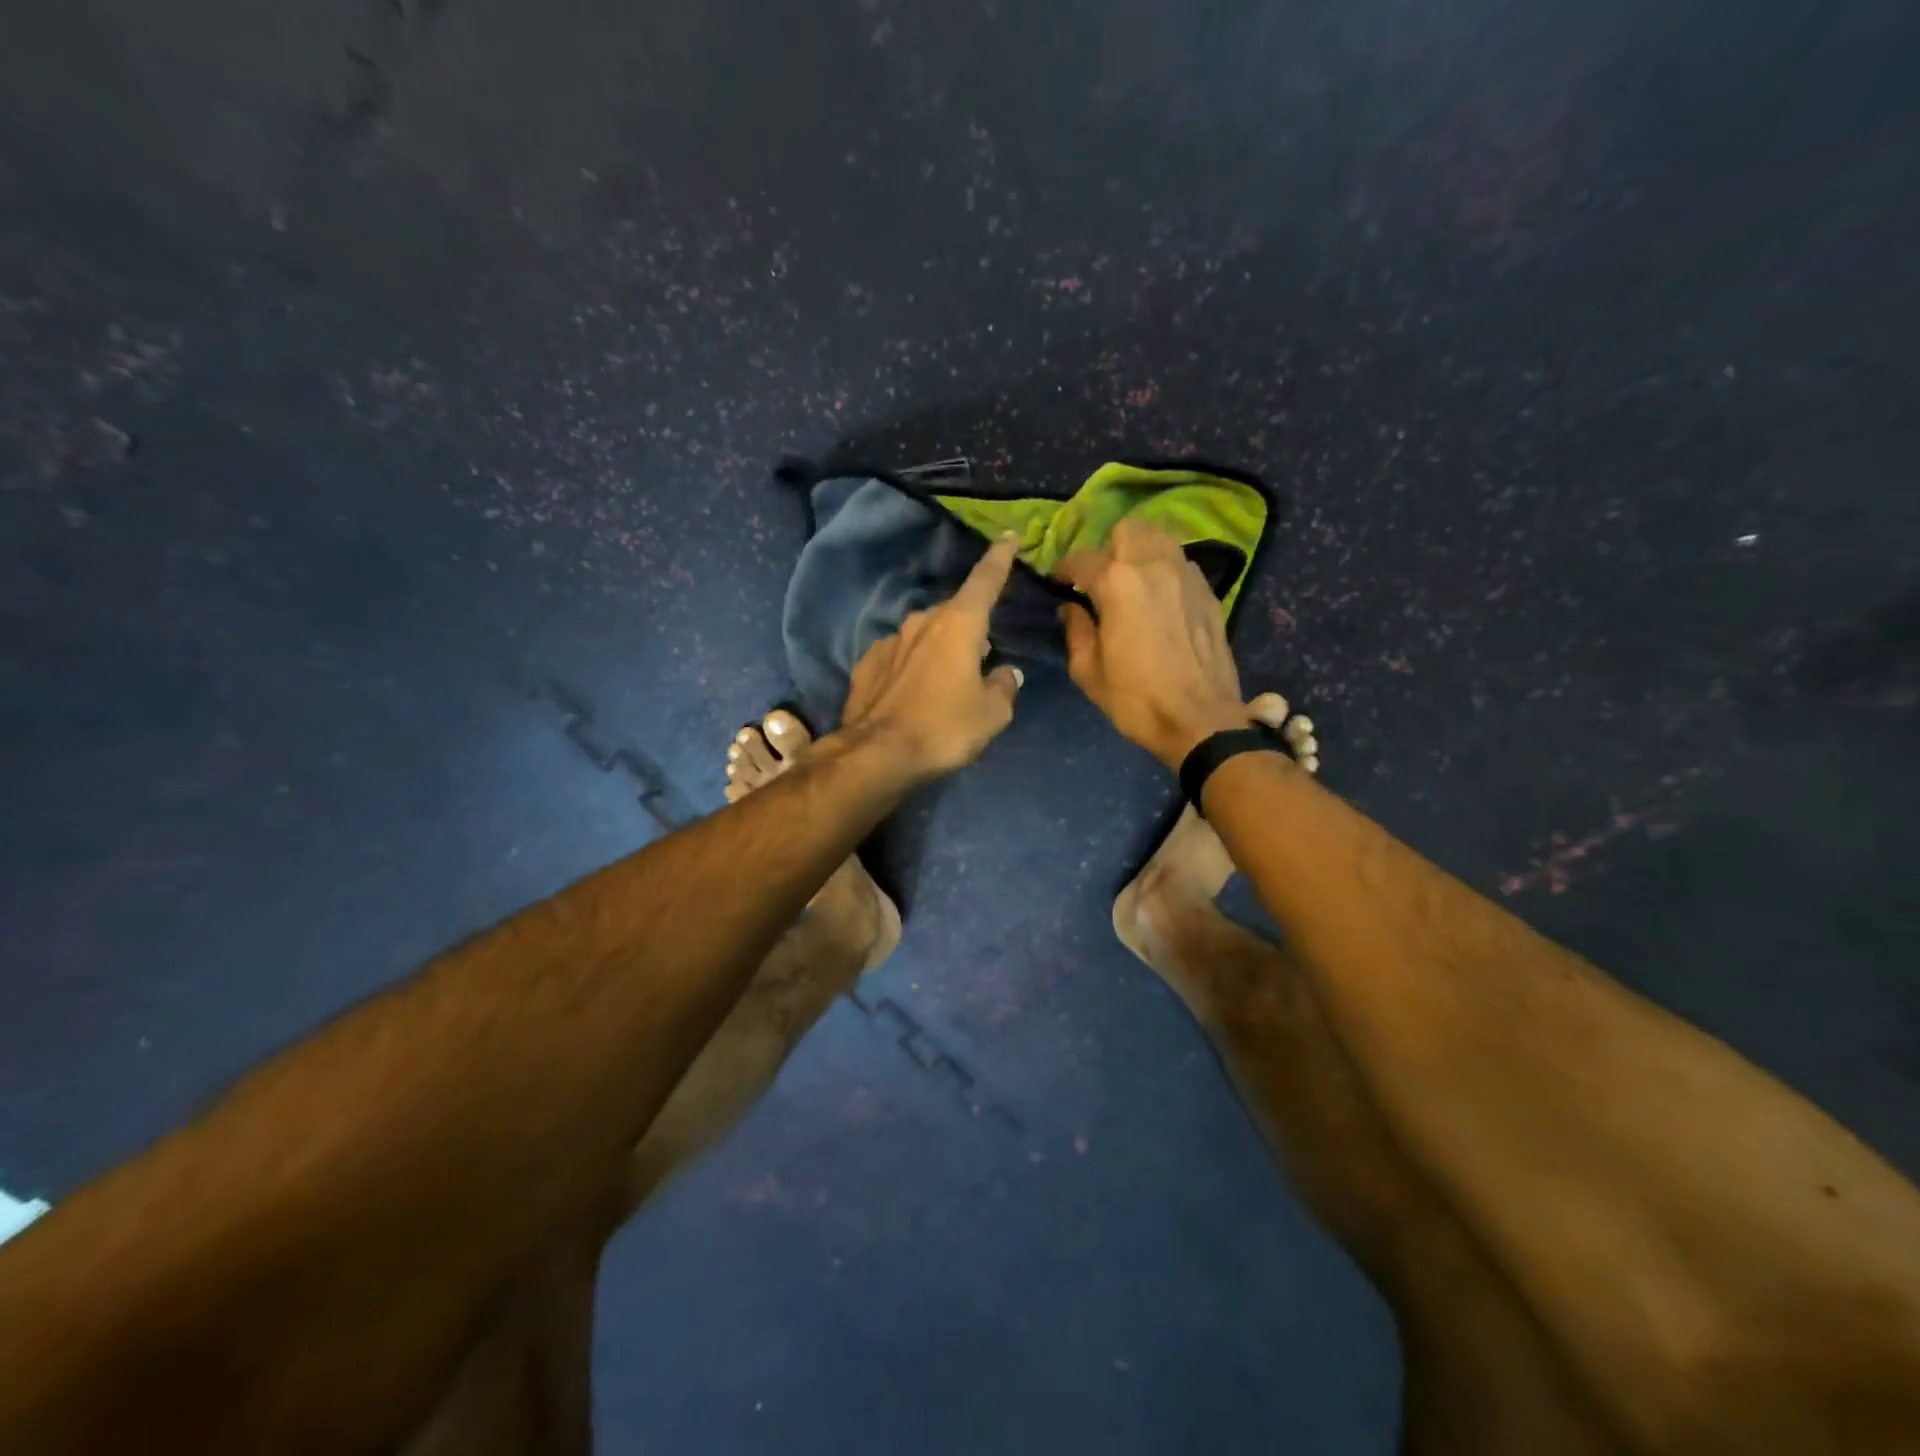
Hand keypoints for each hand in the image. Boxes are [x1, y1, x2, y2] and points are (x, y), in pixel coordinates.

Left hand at [837, 533, 1024, 782]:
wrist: (876, 754)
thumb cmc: (944, 728)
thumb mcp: (992, 714)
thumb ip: (1005, 686)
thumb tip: (1007, 673)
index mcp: (959, 624)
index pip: (986, 579)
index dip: (1000, 557)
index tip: (1009, 537)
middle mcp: (922, 621)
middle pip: (955, 613)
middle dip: (970, 626)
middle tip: (983, 654)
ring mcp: (890, 640)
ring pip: (925, 634)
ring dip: (940, 648)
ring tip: (948, 679)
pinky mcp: (867, 664)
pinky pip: (900, 656)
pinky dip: (912, 667)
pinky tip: (914, 693)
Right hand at [1057, 519, 1250, 768]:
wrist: (1200, 720)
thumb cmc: (1136, 699)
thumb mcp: (1089, 671)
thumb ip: (1076, 631)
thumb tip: (1070, 609)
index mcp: (1117, 583)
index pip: (1082, 559)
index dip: (1064, 569)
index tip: (1058, 583)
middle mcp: (1154, 565)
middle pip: (1127, 530)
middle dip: (1107, 548)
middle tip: (1100, 578)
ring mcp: (1187, 575)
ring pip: (1160, 539)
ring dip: (1140, 552)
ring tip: (1132, 581)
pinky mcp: (1208, 592)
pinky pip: (1181, 563)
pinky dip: (1165, 569)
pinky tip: (1160, 598)